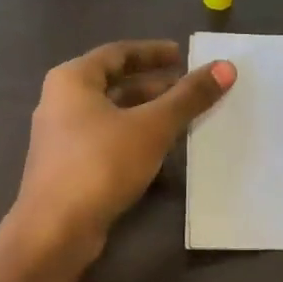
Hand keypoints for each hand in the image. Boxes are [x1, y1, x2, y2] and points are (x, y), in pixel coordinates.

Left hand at [15, 40, 235, 254]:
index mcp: (72, 80)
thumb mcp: (152, 127)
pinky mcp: (67, 168)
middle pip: (113, 84)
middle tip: (190, 90)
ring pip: (111, 116)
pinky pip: (106, 141)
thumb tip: (227, 68)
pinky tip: (159, 152)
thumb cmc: (101, 164)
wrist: (55, 229)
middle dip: (153, 87)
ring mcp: (61, 138)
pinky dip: (133, 139)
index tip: (183, 56)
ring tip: (182, 119)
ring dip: (145, 115)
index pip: (117, 53)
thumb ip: (188, 97)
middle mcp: (60, 102)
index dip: (152, 52)